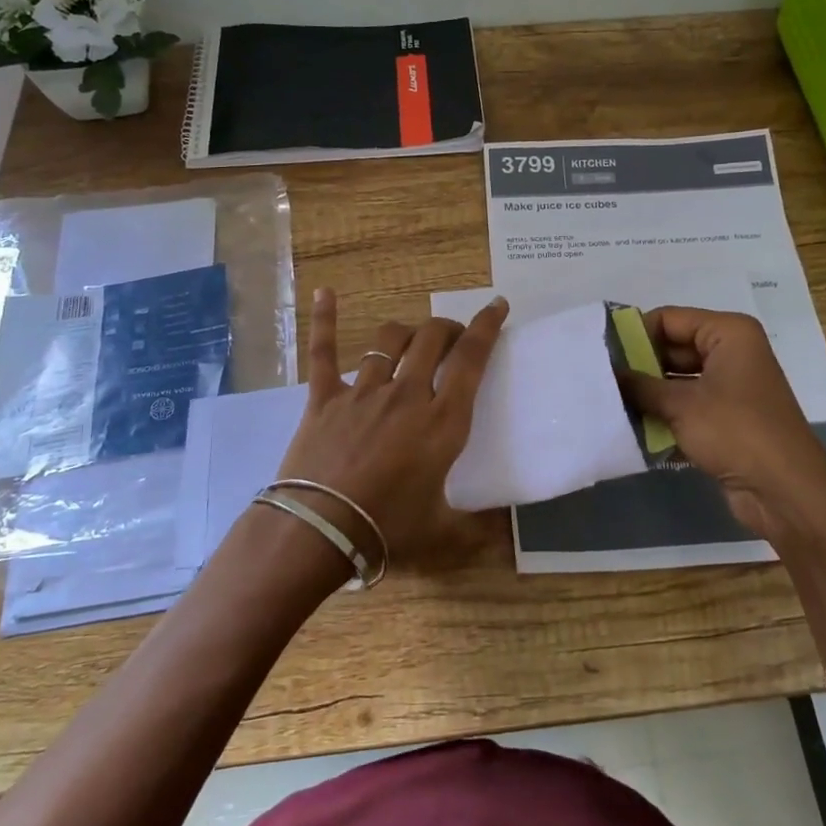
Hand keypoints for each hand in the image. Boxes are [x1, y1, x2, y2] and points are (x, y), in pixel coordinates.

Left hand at [276, 287, 507, 567]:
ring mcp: (363, 391)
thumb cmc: (386, 531)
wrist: (317, 532)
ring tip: (414, 338)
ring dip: (407, 332)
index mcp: (442, 422)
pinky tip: (325, 291)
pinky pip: (323, 351)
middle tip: (454, 338)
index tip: (497, 305)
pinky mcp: (324, 397)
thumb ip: (479, 528)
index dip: (487, 327)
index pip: (471, 360)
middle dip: (448, 328)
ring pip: (389, 340)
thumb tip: (508, 530)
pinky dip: (325, 319)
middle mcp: (406, 395)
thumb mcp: (443, 534)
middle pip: (432, 339)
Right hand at [622, 307, 825, 544]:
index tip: (600, 351)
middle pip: (674, 348)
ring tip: (609, 401)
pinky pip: (688, 404)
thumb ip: (640, 385)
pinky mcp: (728, 417)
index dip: (635, 332)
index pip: (670, 319)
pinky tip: (633, 425)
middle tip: (601, 378)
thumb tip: (608, 373)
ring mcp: (732, 386)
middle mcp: (732, 352)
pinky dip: (665, 413)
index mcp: (728, 333)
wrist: (785, 492)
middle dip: (640, 365)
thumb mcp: (680, 405)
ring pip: (679, 379)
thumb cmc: (735, 431)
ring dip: (649, 392)